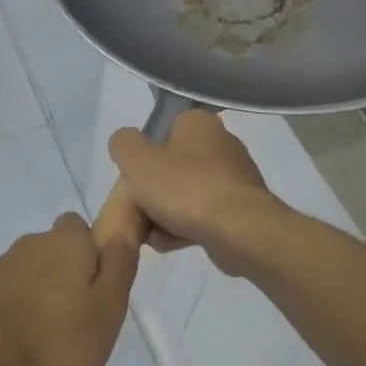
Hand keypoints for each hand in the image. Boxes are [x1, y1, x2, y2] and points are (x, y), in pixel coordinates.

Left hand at [0, 215, 138, 365]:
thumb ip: (119, 266)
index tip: (102, 292)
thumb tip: (122, 231)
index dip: (94, 255)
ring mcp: (0, 272)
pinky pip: (14, 313)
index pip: (80, 229)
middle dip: (70, 291)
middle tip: (84, 335)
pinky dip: (24, 335)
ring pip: (36, 291)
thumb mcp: (108, 306)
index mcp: (64, 241)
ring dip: (47, 318)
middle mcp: (30, 246)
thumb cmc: (58, 338)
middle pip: (58, 261)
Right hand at [108, 110, 279, 273]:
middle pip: (171, 166)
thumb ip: (123, 144)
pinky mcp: (242, 209)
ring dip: (165, 214)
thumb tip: (126, 145)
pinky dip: (185, 228)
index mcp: (198, 122)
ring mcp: (234, 178)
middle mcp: (221, 143)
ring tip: (153, 234)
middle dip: (152, 192)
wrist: (239, 231)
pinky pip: (203, 215)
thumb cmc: (184, 187)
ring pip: (185, 194)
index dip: (143, 155)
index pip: (162, 130)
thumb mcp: (135, 159)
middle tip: (139, 211)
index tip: (134, 178)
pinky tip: (172, 244)